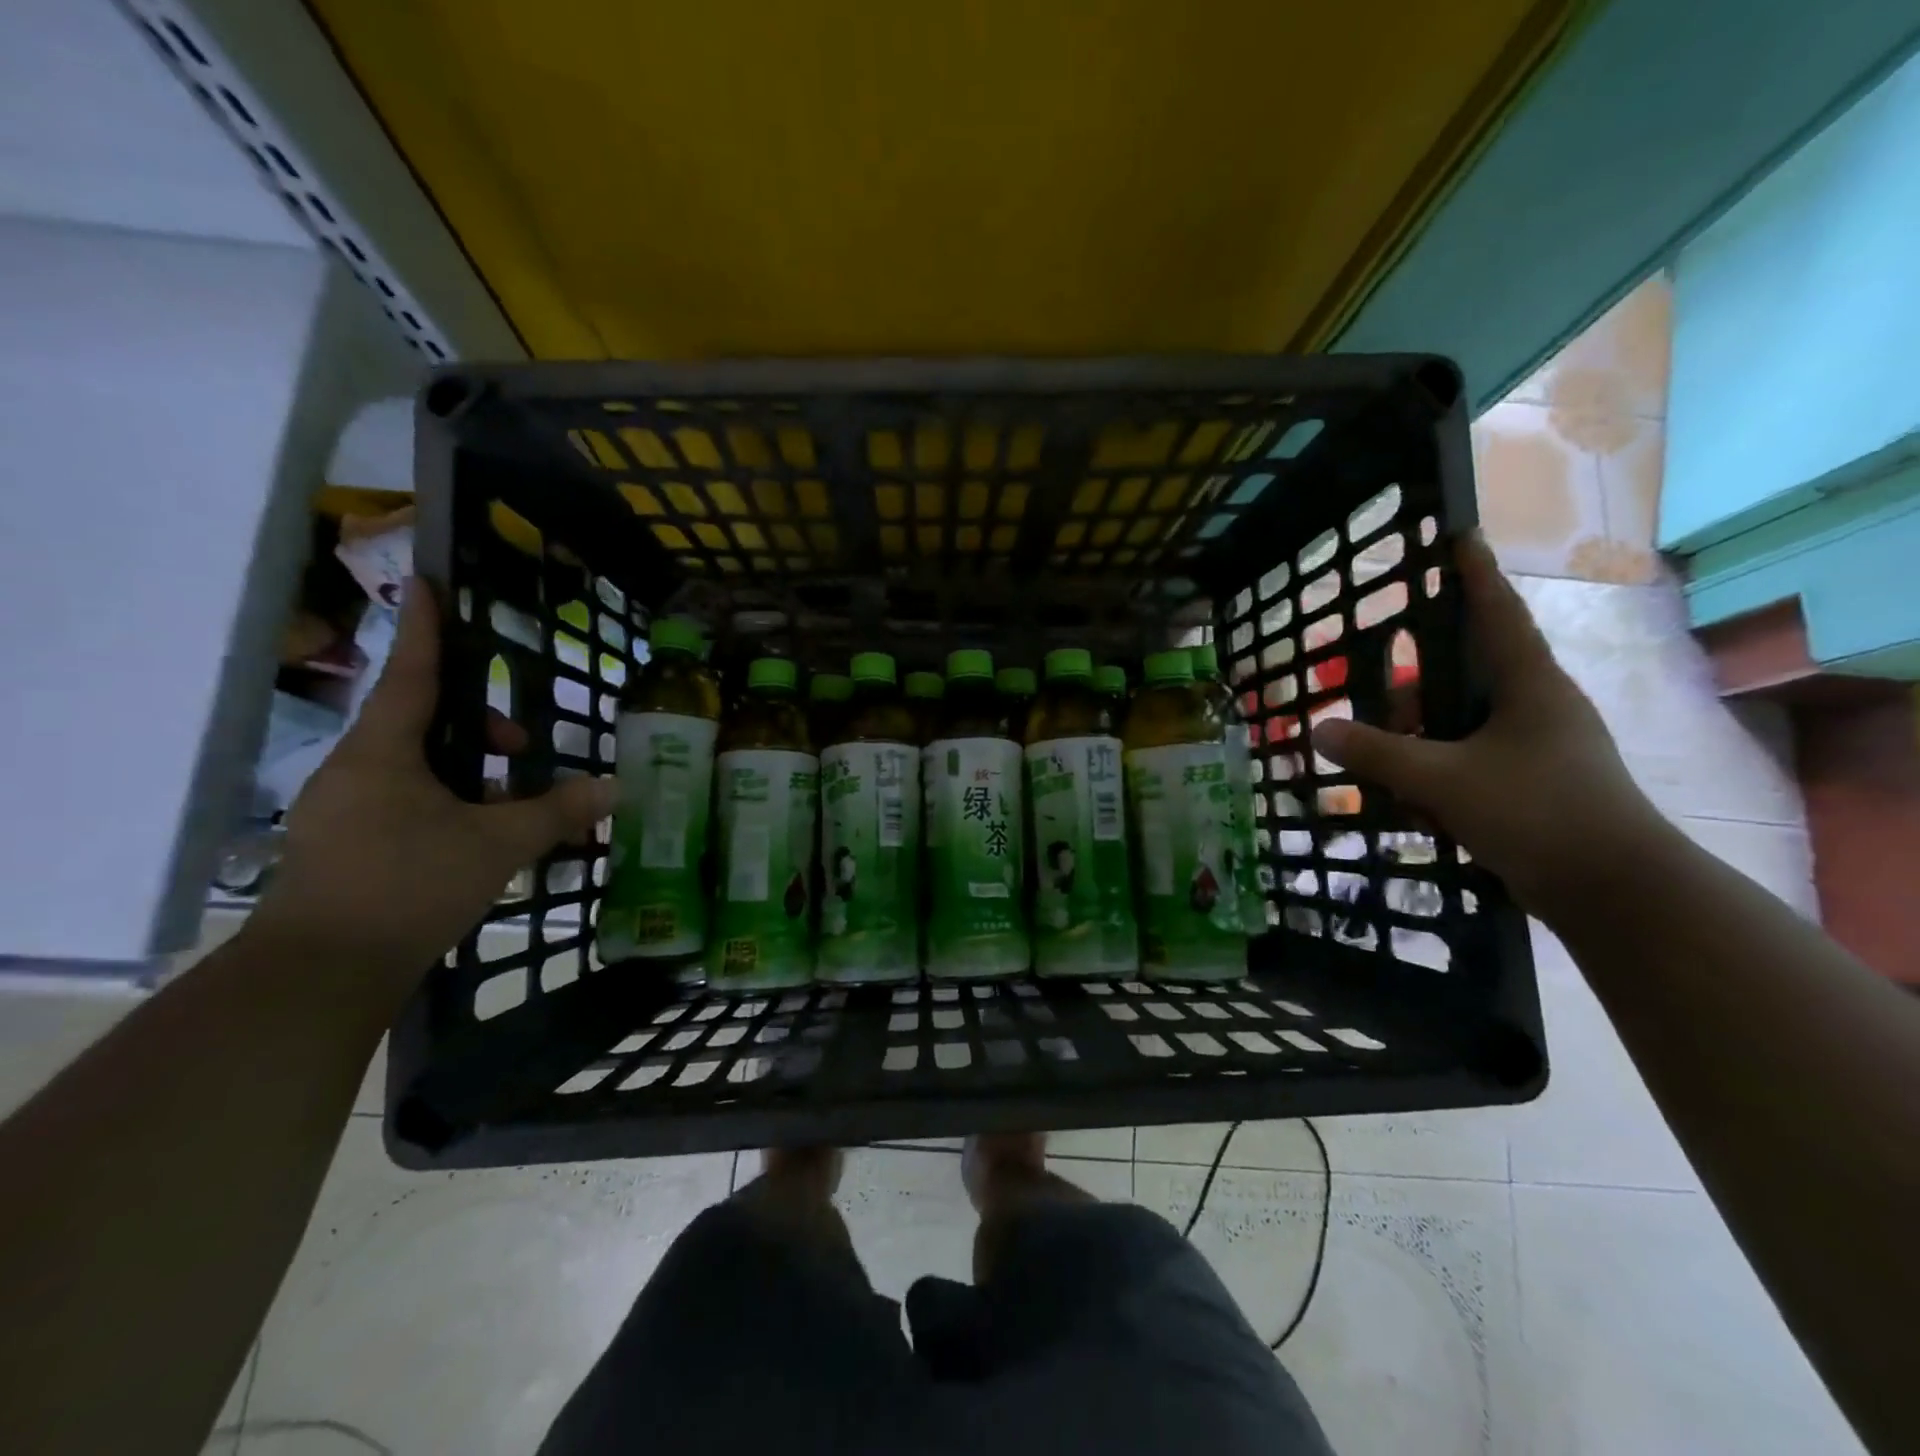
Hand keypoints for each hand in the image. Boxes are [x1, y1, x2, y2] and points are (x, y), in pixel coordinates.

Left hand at [251, 579, 614, 986]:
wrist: (319, 974)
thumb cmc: (409, 886)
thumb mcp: (498, 845)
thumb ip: (557, 812)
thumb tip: (615, 787)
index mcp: (382, 754)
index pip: (409, 675)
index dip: (424, 629)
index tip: (427, 584)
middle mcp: (353, 771)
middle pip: (417, 722)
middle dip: (474, 724)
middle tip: (521, 747)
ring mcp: (341, 810)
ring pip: (411, 765)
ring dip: (463, 769)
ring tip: (510, 801)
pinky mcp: (342, 845)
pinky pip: (401, 800)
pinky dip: (444, 800)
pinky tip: (476, 836)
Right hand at [1315, 535, 1668, 918]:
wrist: (1616, 892)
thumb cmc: (1537, 812)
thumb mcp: (1443, 780)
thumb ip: (1378, 753)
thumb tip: (1320, 729)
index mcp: (1529, 686)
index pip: (1497, 614)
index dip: (1475, 575)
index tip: (1460, 537)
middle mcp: (1537, 707)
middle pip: (1468, 673)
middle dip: (1416, 681)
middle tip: (1372, 687)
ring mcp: (1538, 748)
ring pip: (1463, 723)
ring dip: (1420, 735)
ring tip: (1376, 756)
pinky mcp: (1531, 786)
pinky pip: (1469, 761)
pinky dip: (1435, 770)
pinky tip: (1405, 797)